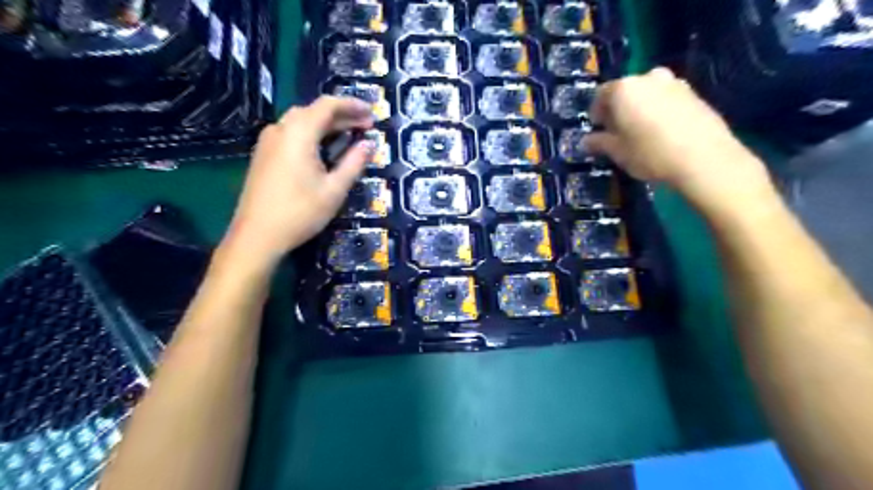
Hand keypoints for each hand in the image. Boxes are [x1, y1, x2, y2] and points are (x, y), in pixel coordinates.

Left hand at [223, 94, 371, 266]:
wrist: (257, 236)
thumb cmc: (300, 213)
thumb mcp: (334, 190)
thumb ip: (353, 163)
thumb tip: (368, 144)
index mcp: (298, 133)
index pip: (328, 105)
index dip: (352, 105)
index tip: (372, 114)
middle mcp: (280, 129)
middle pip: (313, 111)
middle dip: (342, 115)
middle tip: (365, 126)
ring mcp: (268, 141)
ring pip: (301, 121)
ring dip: (326, 124)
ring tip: (348, 135)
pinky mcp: (263, 154)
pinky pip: (291, 133)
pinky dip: (311, 134)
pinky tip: (323, 148)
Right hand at [582, 67, 765, 201]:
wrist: (703, 158)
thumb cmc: (649, 153)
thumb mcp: (617, 152)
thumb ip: (598, 142)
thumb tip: (585, 141)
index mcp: (623, 89)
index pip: (600, 95)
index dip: (596, 113)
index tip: (597, 130)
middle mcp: (648, 78)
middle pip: (625, 91)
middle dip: (619, 109)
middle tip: (618, 132)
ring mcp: (674, 83)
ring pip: (648, 94)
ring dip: (640, 109)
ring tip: (641, 133)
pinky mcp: (694, 93)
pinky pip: (666, 99)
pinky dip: (659, 111)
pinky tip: (662, 133)